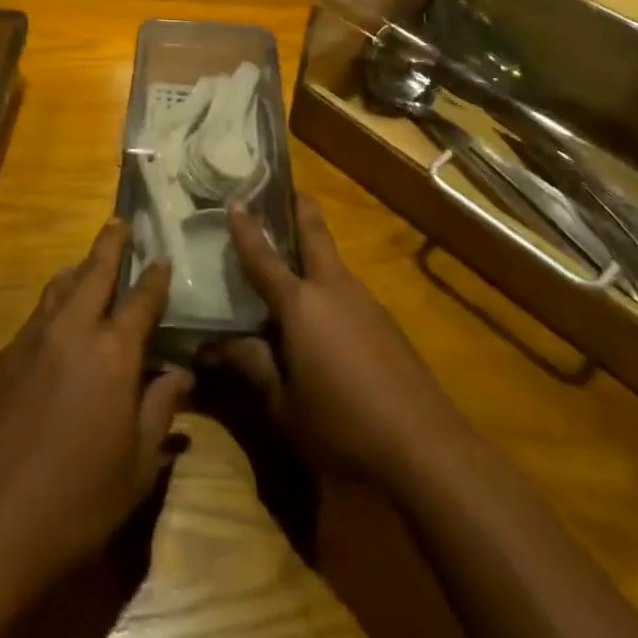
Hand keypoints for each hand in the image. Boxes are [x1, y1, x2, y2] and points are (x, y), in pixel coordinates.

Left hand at [0, 219, 192, 597]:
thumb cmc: (77, 503)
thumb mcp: (137, 467)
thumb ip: (161, 410)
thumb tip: (182, 373)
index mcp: (114, 353)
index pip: (142, 299)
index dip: (155, 276)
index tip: (162, 258)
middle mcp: (72, 332)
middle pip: (95, 272)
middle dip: (110, 243)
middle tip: (120, 221)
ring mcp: (31, 341)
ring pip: (58, 288)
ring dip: (77, 271)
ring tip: (85, 265)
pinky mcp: (0, 360)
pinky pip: (34, 319)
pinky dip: (51, 308)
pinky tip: (53, 328)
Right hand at [218, 194, 469, 490]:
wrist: (424, 446)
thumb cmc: (341, 426)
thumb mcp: (284, 405)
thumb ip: (252, 366)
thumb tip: (213, 346)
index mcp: (300, 304)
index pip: (263, 258)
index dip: (247, 229)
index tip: (235, 200)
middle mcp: (333, 288)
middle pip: (315, 233)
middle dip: (300, 208)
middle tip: (284, 191)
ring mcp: (365, 301)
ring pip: (334, 261)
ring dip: (315, 249)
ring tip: (293, 256)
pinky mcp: (386, 322)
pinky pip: (348, 290)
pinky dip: (330, 285)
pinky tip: (325, 313)